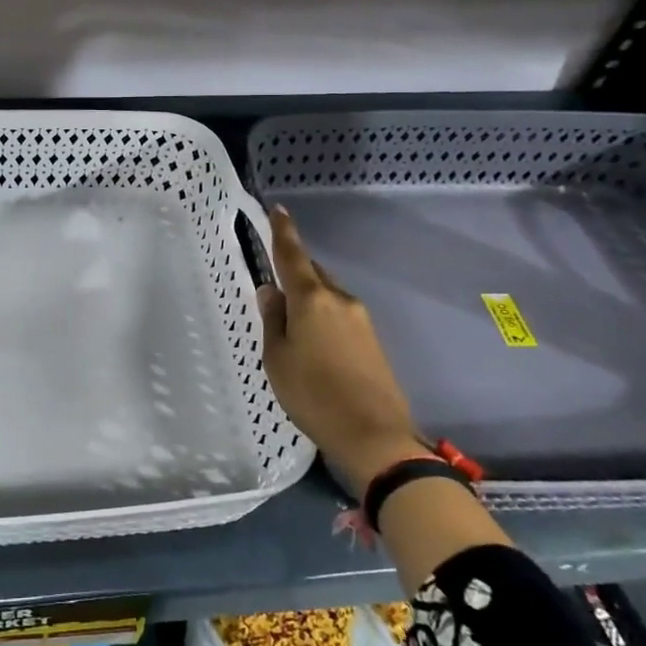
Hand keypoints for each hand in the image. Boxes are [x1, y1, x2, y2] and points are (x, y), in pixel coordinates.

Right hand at [256, 207, 428, 493]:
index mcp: (311, 299)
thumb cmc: (313, 394)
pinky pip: (340, 314)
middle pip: (313, 273)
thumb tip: (271, 290)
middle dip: (295, 270)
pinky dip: (323, 315)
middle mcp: (339, 299)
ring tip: (291, 320)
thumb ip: (273, 320)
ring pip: (328, 294)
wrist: (375, 436)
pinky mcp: (372, 340)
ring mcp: (361, 319)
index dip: (283, 231)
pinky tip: (313, 339)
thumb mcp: (277, 358)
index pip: (292, 255)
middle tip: (275, 282)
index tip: (279, 209)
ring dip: (309, 297)